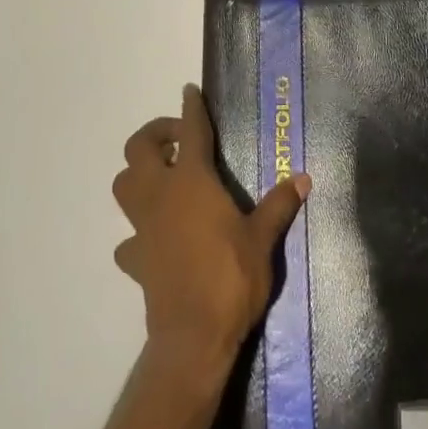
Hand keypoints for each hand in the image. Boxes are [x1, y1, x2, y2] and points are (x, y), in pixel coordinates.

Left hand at [112, 85, 310, 370]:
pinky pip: (129, 237)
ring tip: (166, 179)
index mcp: (192, 181)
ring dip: (139, 174)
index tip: (190, 90)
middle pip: (138, 149)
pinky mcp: (136, 259)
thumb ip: (279, 205)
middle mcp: (161, 195)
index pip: (190, 131)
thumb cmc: (230, 278)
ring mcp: (143, 227)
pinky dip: (139, 231)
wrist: (193, 338)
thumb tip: (303, 179)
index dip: (191, 108)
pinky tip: (158, 237)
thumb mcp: (263, 239)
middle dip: (156, 134)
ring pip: (124, 186)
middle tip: (179, 141)